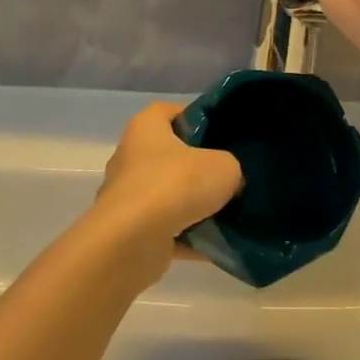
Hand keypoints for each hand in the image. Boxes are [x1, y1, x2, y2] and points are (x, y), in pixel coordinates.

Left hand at [82, 103, 242, 283]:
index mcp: (145, 128)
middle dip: (200, 169)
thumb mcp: (223, 167)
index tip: (223, 134)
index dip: (197, 119)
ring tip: (230, 215)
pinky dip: (189, 239)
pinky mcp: (130, 232)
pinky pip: (168, 231)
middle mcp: (131, 157)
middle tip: (231, 177)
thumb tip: (229, 181)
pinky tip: (218, 247)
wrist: (132, 243)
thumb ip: (230, 167)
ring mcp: (128, 197)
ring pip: (170, 197)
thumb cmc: (175, 185)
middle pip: (171, 157)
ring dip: (195, 208)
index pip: (170, 112)